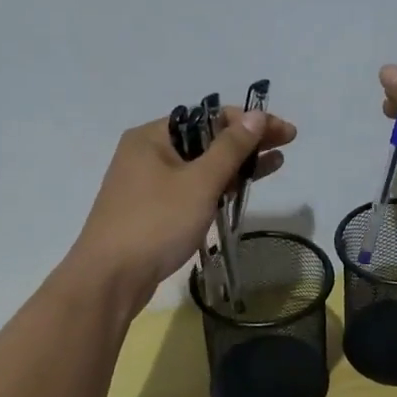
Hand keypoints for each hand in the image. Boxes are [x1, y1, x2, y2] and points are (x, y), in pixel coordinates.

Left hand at [68, 107, 296, 312]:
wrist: (110, 280)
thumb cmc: (156, 223)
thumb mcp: (199, 182)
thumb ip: (231, 148)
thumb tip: (257, 116)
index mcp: (152, 136)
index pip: (209, 116)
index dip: (250, 121)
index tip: (284, 131)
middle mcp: (148, 153)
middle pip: (206, 139)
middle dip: (247, 141)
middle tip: (286, 143)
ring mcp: (149, 183)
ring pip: (201, 165)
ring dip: (237, 164)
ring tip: (276, 162)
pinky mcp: (154, 210)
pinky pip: (193, 188)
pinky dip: (219, 185)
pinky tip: (242, 188)